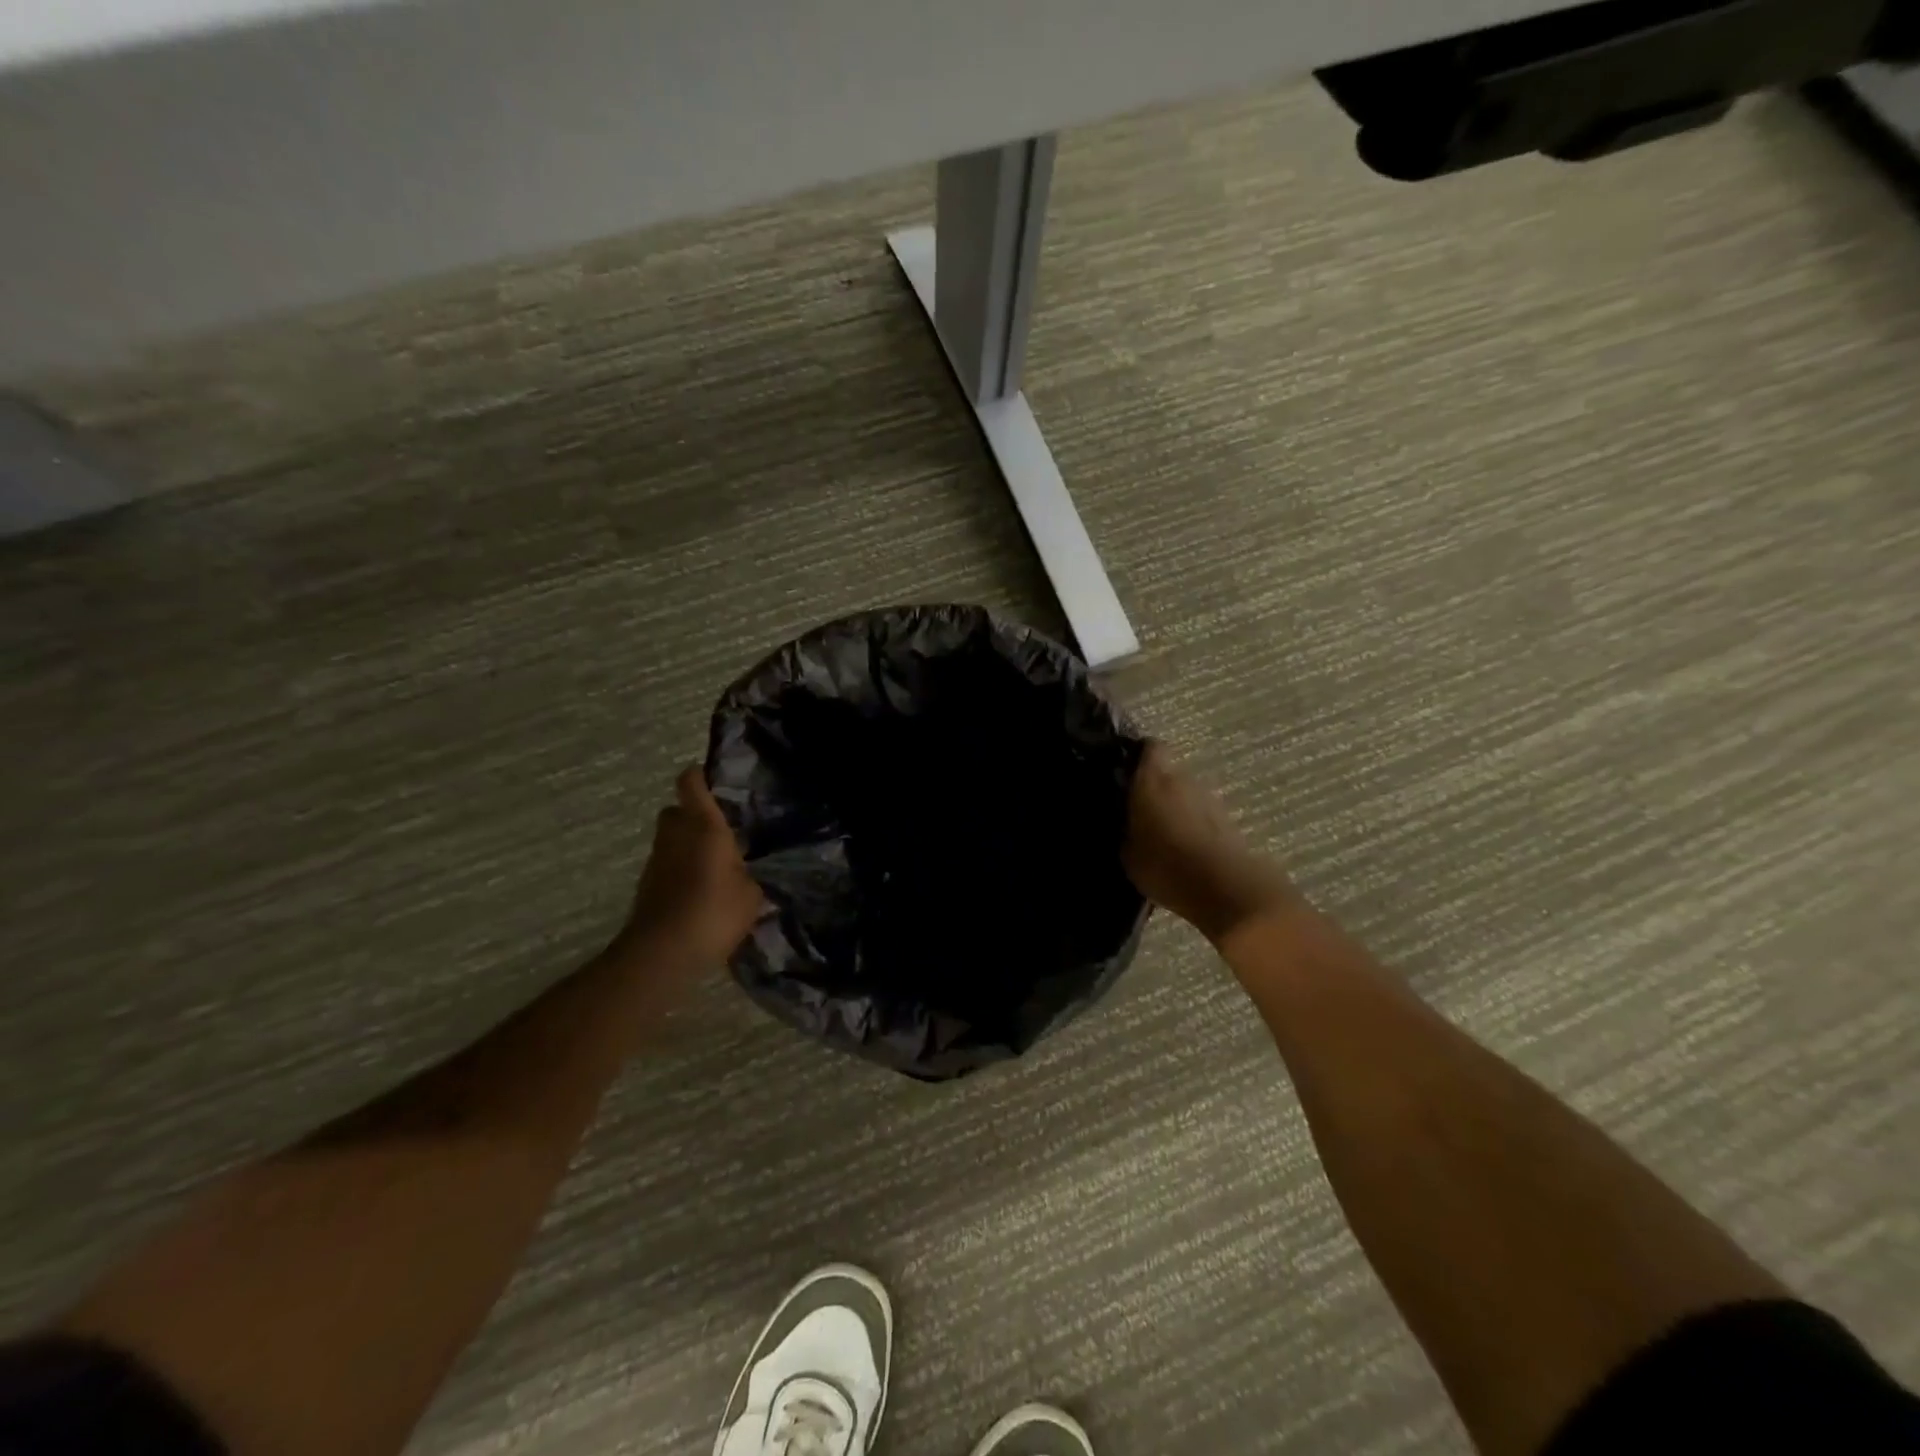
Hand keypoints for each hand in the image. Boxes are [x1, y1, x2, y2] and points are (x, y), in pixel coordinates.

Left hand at [618, 767, 764, 968]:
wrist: (663, 952)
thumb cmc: (714, 911)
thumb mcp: (751, 895)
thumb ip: (749, 876)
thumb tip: (746, 875)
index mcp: (703, 826)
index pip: (691, 783)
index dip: (701, 776)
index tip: (716, 780)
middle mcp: (675, 835)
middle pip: (676, 811)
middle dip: (693, 816)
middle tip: (719, 832)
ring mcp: (657, 861)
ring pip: (670, 840)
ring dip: (687, 846)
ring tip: (715, 867)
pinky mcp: (647, 886)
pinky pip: (667, 867)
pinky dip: (680, 872)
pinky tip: (701, 893)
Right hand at [1123, 742, 1296, 943]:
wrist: (1226, 889)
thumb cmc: (1166, 866)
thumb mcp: (1127, 853)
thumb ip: (1124, 828)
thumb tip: (1124, 821)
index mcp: (1153, 780)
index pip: (1149, 747)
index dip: (1138, 755)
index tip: (1125, 770)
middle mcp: (1183, 780)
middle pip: (1167, 772)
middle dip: (1154, 786)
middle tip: (1137, 809)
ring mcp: (1209, 799)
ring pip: (1185, 793)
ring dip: (1175, 807)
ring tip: (1160, 833)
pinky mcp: (1227, 820)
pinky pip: (1201, 814)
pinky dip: (1192, 824)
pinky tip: (1182, 848)